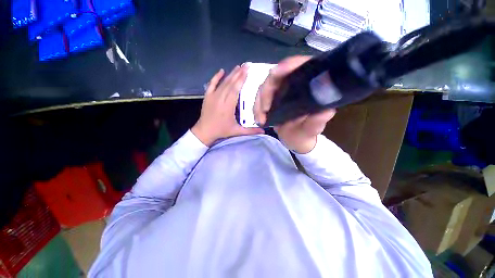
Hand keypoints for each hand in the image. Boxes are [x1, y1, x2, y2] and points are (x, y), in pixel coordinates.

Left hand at [192, 65, 263, 146]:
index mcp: (228, 106)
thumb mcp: (236, 131)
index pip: (235, 89)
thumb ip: (250, 131)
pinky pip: (212, 84)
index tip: (247, 70)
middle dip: (239, 74)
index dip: (241, 79)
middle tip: (246, 65)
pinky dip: (216, 77)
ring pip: (223, 83)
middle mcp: (220, 99)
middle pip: (230, 84)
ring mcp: (213, 96)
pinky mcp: (207, 96)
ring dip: (231, 74)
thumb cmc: (221, 131)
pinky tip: (221, 71)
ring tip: (238, 67)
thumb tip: (263, 131)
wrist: (204, 131)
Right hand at [254, 56, 335, 153]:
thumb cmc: (305, 133)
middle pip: (276, 76)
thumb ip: (317, 121)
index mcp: (308, 85)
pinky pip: (260, 98)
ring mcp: (281, 91)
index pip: (299, 65)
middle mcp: (293, 84)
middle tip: (264, 109)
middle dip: (266, 91)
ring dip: (259, 102)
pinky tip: (258, 117)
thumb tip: (326, 111)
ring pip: (265, 87)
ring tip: (260, 118)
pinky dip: (257, 107)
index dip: (288, 65)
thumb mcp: (312, 129)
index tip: (276, 73)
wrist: (295, 139)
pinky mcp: (272, 98)